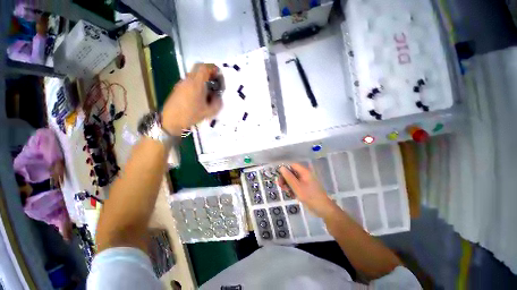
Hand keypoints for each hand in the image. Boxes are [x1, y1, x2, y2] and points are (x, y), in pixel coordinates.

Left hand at [161, 63, 222, 134]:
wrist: (171, 120)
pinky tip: (199, 96)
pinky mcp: (178, 88)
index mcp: (196, 84)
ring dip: (202, 79)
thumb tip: (218, 96)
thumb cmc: (191, 115)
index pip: (204, 67)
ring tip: (208, 92)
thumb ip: (217, 103)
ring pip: (194, 75)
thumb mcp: (209, 112)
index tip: (218, 76)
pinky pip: (189, 81)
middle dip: (208, 73)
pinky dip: (196, 84)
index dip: (213, 68)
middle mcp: (188, 80)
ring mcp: (181, 83)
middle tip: (214, 83)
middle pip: (198, 68)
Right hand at [278, 164, 341, 218]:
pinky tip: (291, 195)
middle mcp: (304, 175)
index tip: (279, 177)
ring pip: (293, 180)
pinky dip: (292, 189)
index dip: (285, 170)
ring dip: (287, 184)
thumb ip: (288, 177)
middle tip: (280, 185)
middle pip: (292, 173)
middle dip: (285, 178)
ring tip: (285, 191)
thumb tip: (281, 167)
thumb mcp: (297, 186)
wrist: (322, 209)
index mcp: (304, 172)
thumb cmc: (310, 196)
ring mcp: (305, 182)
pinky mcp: (305, 188)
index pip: (292, 166)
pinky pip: (296, 186)